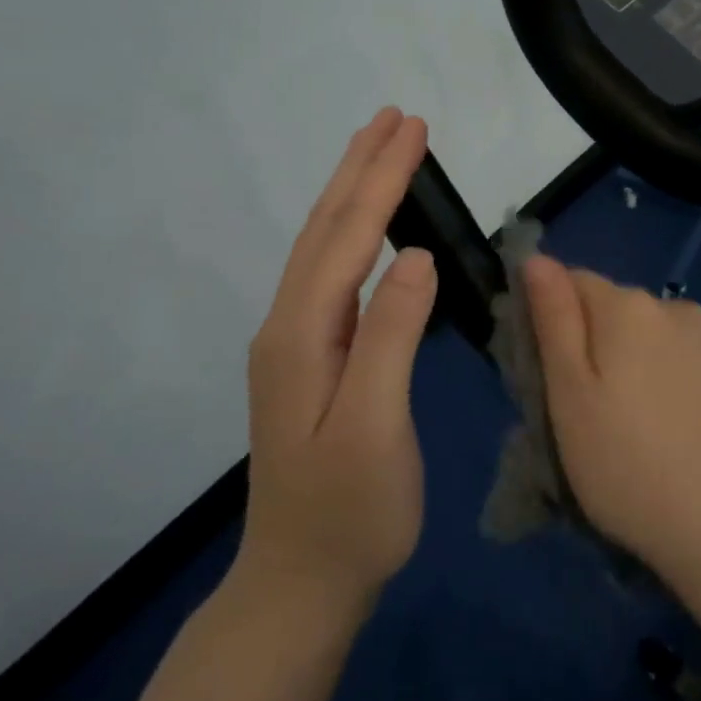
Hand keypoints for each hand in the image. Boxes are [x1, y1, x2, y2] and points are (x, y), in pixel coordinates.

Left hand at [238, 107, 437, 610]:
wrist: (300, 583)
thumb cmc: (349, 512)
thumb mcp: (376, 427)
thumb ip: (390, 336)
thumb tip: (413, 256)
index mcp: (302, 334)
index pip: (347, 237)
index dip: (380, 179)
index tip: (411, 128)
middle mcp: (288, 325)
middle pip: (325, 229)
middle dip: (361, 168)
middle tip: (393, 118)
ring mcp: (294, 342)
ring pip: (323, 248)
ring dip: (353, 193)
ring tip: (381, 151)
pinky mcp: (309, 358)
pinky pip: (331, 274)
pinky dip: (352, 233)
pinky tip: (368, 228)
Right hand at [523, 256, 700, 591]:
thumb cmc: (630, 470)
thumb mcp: (570, 400)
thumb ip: (554, 320)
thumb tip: (537, 259)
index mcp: (627, 310)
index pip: (576, 283)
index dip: (560, 319)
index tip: (560, 371)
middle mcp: (680, 308)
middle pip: (628, 311)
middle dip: (612, 343)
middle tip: (610, 410)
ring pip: (674, 336)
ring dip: (661, 360)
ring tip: (664, 425)